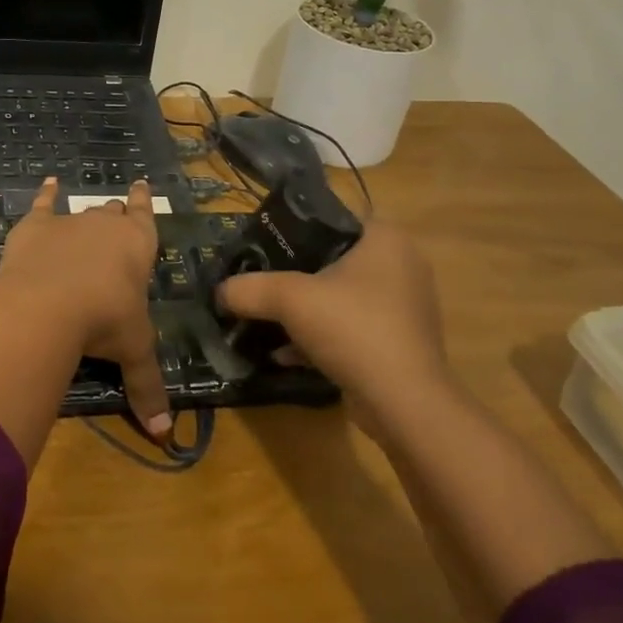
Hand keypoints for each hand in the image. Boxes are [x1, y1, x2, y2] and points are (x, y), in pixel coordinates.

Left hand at [0, 177, 169, 436]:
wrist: (49, 303)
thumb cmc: (104, 321)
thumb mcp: (133, 353)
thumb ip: (147, 388)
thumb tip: (164, 437)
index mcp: (138, 245)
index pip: (146, 217)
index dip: (145, 203)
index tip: (143, 184)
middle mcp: (106, 225)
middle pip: (113, 213)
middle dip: (116, 215)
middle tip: (116, 216)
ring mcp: (70, 222)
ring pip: (82, 210)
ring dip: (85, 212)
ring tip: (86, 209)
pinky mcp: (35, 225)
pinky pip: (43, 203)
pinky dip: (46, 194)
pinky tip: (47, 184)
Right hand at [217, 218, 448, 408]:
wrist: (403, 403)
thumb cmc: (353, 328)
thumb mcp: (290, 299)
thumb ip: (250, 288)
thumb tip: (219, 292)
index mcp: (386, 240)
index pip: (333, 219)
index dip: (293, 229)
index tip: (262, 246)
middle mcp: (402, 267)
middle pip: (333, 260)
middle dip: (294, 274)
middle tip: (259, 280)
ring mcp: (403, 308)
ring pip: (340, 298)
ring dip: (305, 310)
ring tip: (266, 317)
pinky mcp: (398, 344)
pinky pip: (350, 329)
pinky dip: (320, 337)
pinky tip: (285, 354)